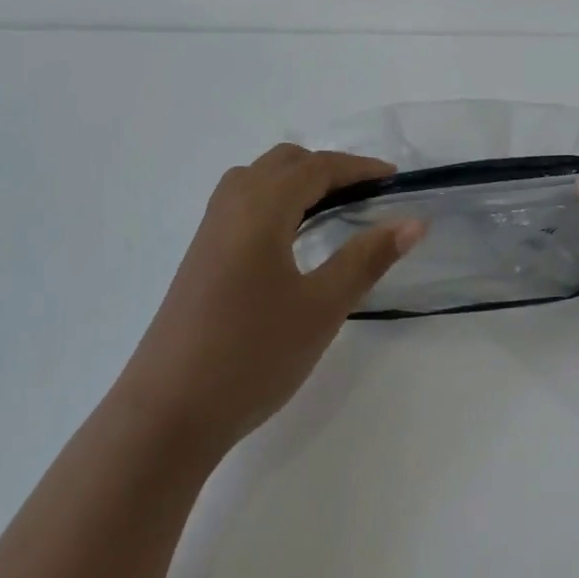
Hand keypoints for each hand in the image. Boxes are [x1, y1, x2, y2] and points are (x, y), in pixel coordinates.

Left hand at [115, 144, 424, 459]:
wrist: (167, 414)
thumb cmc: (252, 355)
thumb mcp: (321, 307)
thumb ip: (367, 258)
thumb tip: (412, 222)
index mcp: (261, 208)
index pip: (316, 168)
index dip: (358, 168)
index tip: (394, 180)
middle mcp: (231, 207)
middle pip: (283, 163)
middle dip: (327, 168)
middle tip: (365, 195)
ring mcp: (209, 232)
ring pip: (256, 179)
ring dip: (295, 180)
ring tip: (329, 209)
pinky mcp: (199, 257)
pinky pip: (240, 203)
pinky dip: (273, 200)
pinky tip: (286, 238)